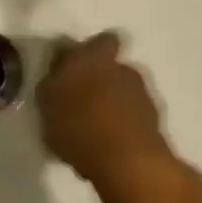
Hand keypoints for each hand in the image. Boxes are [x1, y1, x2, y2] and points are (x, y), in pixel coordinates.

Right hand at [37, 32, 190, 202]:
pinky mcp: (154, 118)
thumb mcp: (47, 103)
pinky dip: (122, 121)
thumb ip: (51, 82)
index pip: (97, 40)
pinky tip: (108, 140)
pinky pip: (132, 112)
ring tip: (93, 124)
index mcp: (92, 57)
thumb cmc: (78, 126)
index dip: (86, 51)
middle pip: (110, 64)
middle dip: (99, 76)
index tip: (71, 67)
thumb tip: (56, 73)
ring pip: (123, 88)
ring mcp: (142, 92)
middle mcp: (121, 67)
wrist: (127, 162)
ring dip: (111, 99)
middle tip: (80, 97)